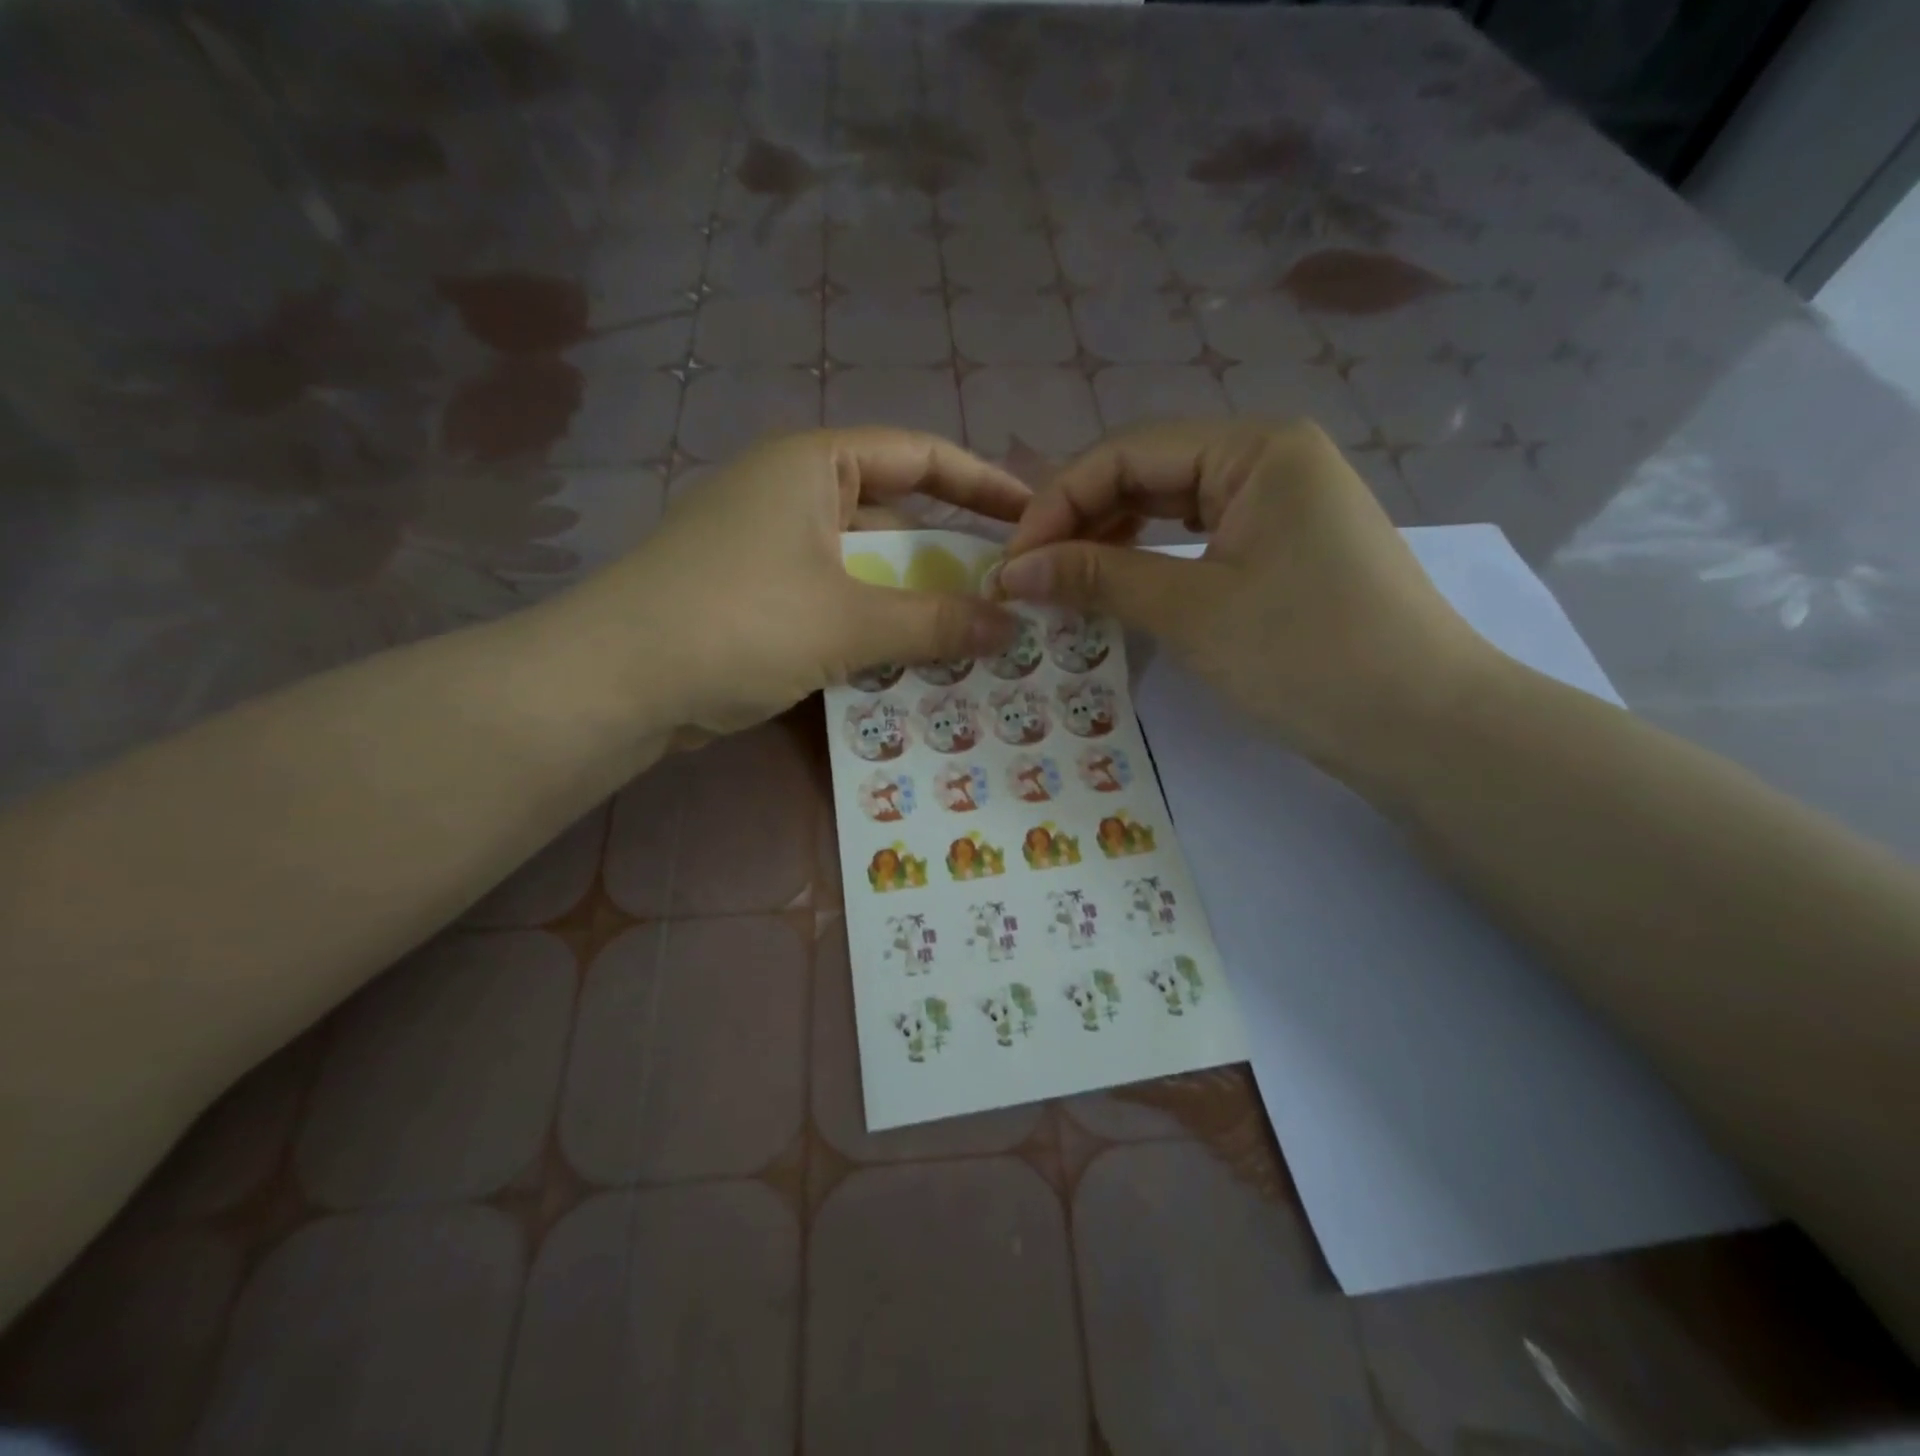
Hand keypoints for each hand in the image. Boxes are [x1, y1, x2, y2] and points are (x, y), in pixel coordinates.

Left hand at [574, 428, 1024, 737]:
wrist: (614, 683)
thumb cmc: (738, 623)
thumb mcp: (849, 622)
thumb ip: (936, 622)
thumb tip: (1011, 626)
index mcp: (813, 465)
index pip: (922, 456)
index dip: (984, 484)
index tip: (1034, 516)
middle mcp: (793, 494)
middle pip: (895, 517)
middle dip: (950, 559)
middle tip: (1008, 600)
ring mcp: (770, 548)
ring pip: (865, 570)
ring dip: (912, 605)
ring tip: (971, 641)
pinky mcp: (757, 598)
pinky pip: (835, 603)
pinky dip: (872, 629)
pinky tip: (908, 664)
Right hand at [994, 419, 1490, 778]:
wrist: (1424, 727)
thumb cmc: (1307, 656)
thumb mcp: (1192, 611)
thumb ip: (1098, 577)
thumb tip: (1013, 569)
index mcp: (1256, 447)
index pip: (1127, 453)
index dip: (1057, 504)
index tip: (1011, 562)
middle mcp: (1270, 459)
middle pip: (1148, 473)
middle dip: (1080, 520)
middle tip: (1028, 574)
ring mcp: (1282, 505)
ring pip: (1171, 507)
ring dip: (1111, 540)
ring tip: (1061, 580)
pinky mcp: (1285, 549)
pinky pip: (1199, 539)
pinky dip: (1151, 560)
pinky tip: (1118, 584)